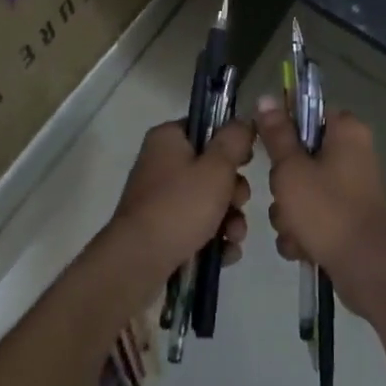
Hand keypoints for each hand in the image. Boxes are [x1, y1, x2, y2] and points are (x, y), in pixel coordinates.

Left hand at [110, 119, 253, 281]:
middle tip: (238, 203)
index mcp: (168, 139)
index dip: (231, 143)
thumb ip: (234, 141)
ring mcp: (160, 199)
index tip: (247, 161)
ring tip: (234, 236)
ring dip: (229, 218)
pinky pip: (197, 226)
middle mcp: (161, 164)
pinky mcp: (162, 229)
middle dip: (234, 191)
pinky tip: (226, 253)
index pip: (206, 128)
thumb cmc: (179, 206)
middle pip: (211, 168)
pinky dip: (214, 238)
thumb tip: (243, 122)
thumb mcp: (216, 168)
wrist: (138, 263)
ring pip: (208, 201)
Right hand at [253, 96, 385, 322]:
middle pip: (300, 154)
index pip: (307, 112)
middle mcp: (353, 153)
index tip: (268, 149)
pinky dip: (303, 231)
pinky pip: (313, 214)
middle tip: (285, 196)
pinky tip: (302, 247)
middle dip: (284, 183)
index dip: (283, 129)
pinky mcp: (347, 216)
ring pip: (302, 188)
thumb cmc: (328, 211)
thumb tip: (265, 98)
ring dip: (289, 212)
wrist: (367, 270)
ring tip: (295, 230)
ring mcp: (351, 187)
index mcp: (346, 131)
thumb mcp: (292, 170)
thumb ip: (277, 135)